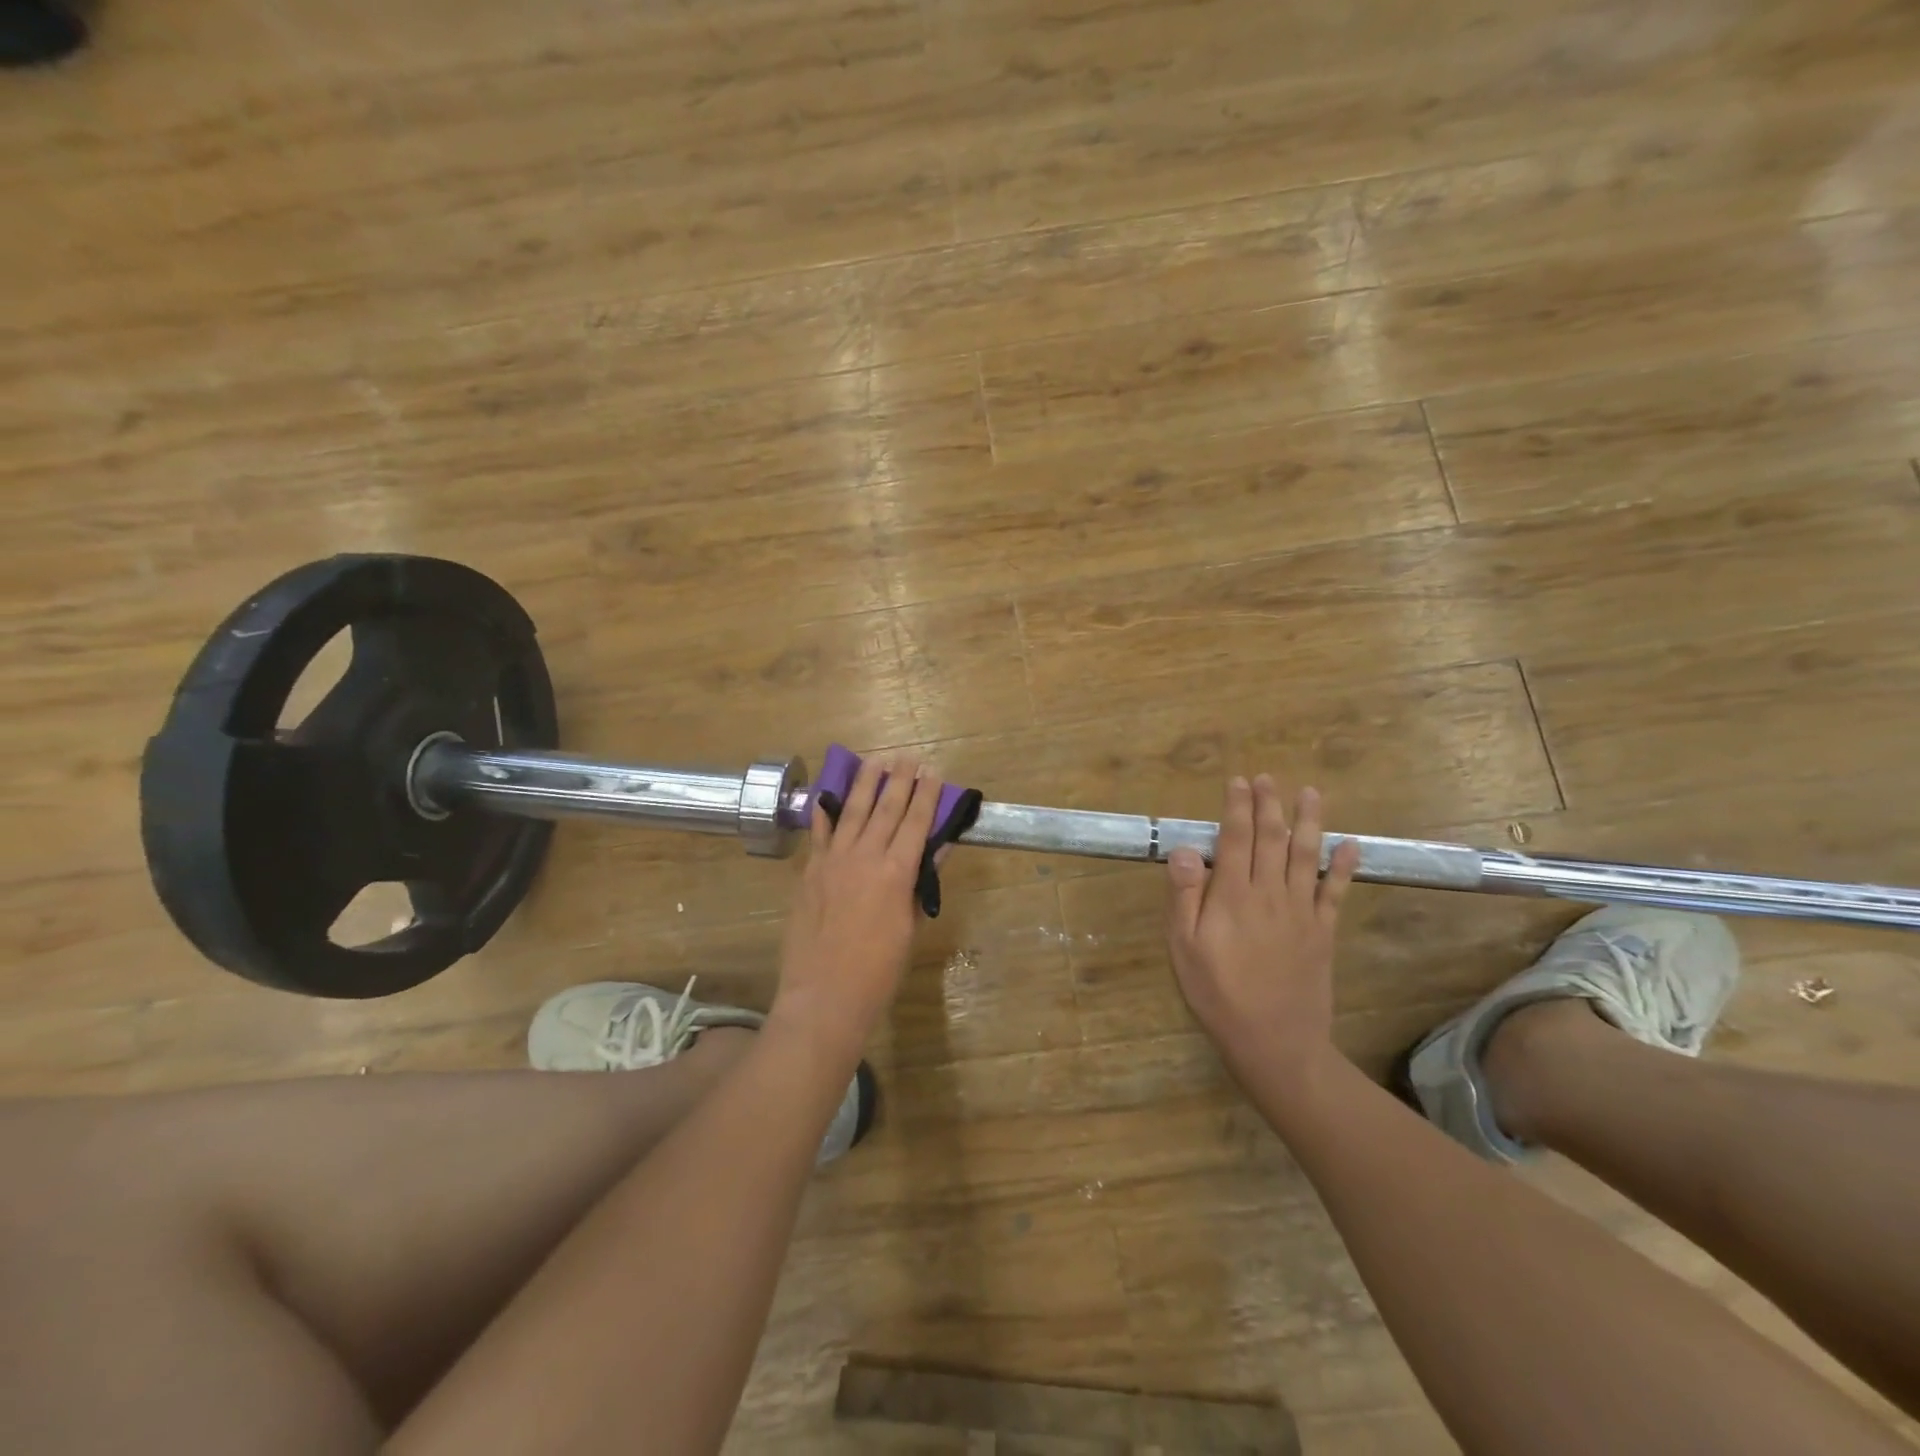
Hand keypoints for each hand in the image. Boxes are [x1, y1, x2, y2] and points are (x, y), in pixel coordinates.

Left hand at [771, 754, 942, 1060]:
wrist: (824, 995)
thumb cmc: (878, 970)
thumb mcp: (910, 927)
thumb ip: (920, 884)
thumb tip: (937, 850)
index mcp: (896, 872)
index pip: (915, 822)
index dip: (926, 795)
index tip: (933, 772)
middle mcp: (864, 857)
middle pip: (885, 808)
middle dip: (899, 780)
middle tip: (908, 757)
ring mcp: (833, 861)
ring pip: (852, 812)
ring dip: (865, 783)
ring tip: (875, 761)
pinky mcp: (810, 872)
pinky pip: (820, 834)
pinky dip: (825, 812)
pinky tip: (828, 794)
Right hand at [1165, 775, 1360, 1084]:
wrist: (1274, 1042)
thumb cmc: (1218, 994)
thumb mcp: (1184, 948)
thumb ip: (1185, 896)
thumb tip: (1187, 849)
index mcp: (1233, 896)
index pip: (1234, 839)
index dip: (1236, 807)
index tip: (1237, 781)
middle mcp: (1270, 893)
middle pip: (1271, 839)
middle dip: (1269, 805)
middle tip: (1268, 778)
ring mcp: (1301, 912)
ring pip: (1306, 855)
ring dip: (1308, 821)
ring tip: (1311, 793)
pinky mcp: (1322, 931)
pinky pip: (1335, 891)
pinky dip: (1343, 866)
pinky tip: (1350, 844)